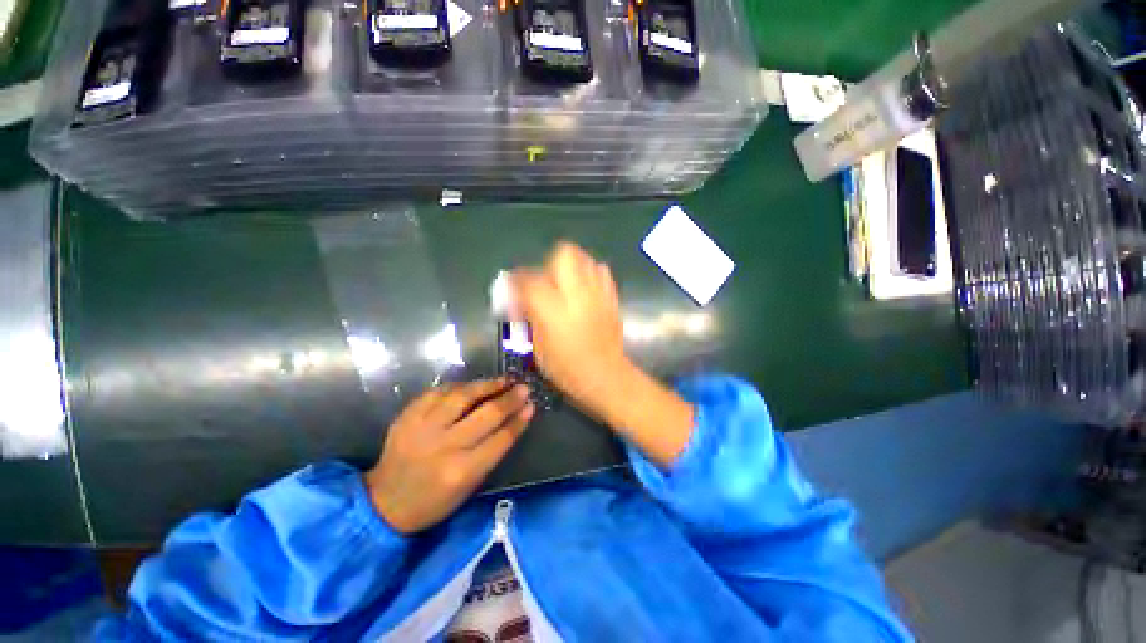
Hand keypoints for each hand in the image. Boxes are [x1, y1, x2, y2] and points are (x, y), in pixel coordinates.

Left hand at [365, 379, 532, 533]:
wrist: (384, 502)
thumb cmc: (435, 501)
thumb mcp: (469, 485)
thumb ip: (492, 451)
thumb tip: (513, 420)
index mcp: (463, 470)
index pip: (501, 438)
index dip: (519, 419)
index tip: (531, 405)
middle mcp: (445, 445)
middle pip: (486, 413)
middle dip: (509, 398)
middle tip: (523, 387)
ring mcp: (423, 427)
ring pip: (463, 396)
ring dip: (487, 385)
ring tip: (502, 380)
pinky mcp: (408, 416)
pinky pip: (439, 392)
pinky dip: (459, 386)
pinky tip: (471, 385)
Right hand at [509, 242, 628, 414]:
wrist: (607, 378)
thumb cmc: (568, 371)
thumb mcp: (539, 347)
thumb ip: (530, 317)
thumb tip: (520, 300)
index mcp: (553, 310)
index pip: (529, 280)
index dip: (516, 280)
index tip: (513, 287)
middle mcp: (577, 295)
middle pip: (563, 254)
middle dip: (549, 262)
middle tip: (544, 281)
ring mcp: (598, 294)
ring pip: (585, 259)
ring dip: (571, 265)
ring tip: (564, 283)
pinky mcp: (612, 298)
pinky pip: (601, 272)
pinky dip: (590, 274)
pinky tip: (584, 290)